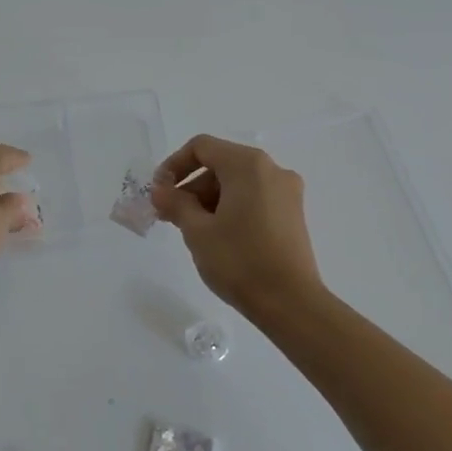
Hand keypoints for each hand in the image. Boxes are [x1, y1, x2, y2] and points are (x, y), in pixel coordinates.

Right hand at [150, 134, 322, 315]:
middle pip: (220, 164)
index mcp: (248, 165)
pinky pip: (253, 197)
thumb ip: (175, 203)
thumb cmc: (239, 261)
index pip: (202, 147)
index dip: (174, 165)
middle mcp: (272, 170)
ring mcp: (286, 192)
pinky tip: (217, 236)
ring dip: (209, 199)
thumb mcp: (197, 231)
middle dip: (191, 186)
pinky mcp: (292, 214)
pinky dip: (230, 207)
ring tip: (191, 230)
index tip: (159, 192)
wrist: (291, 303)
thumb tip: (161, 190)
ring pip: (236, 182)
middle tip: (170, 216)